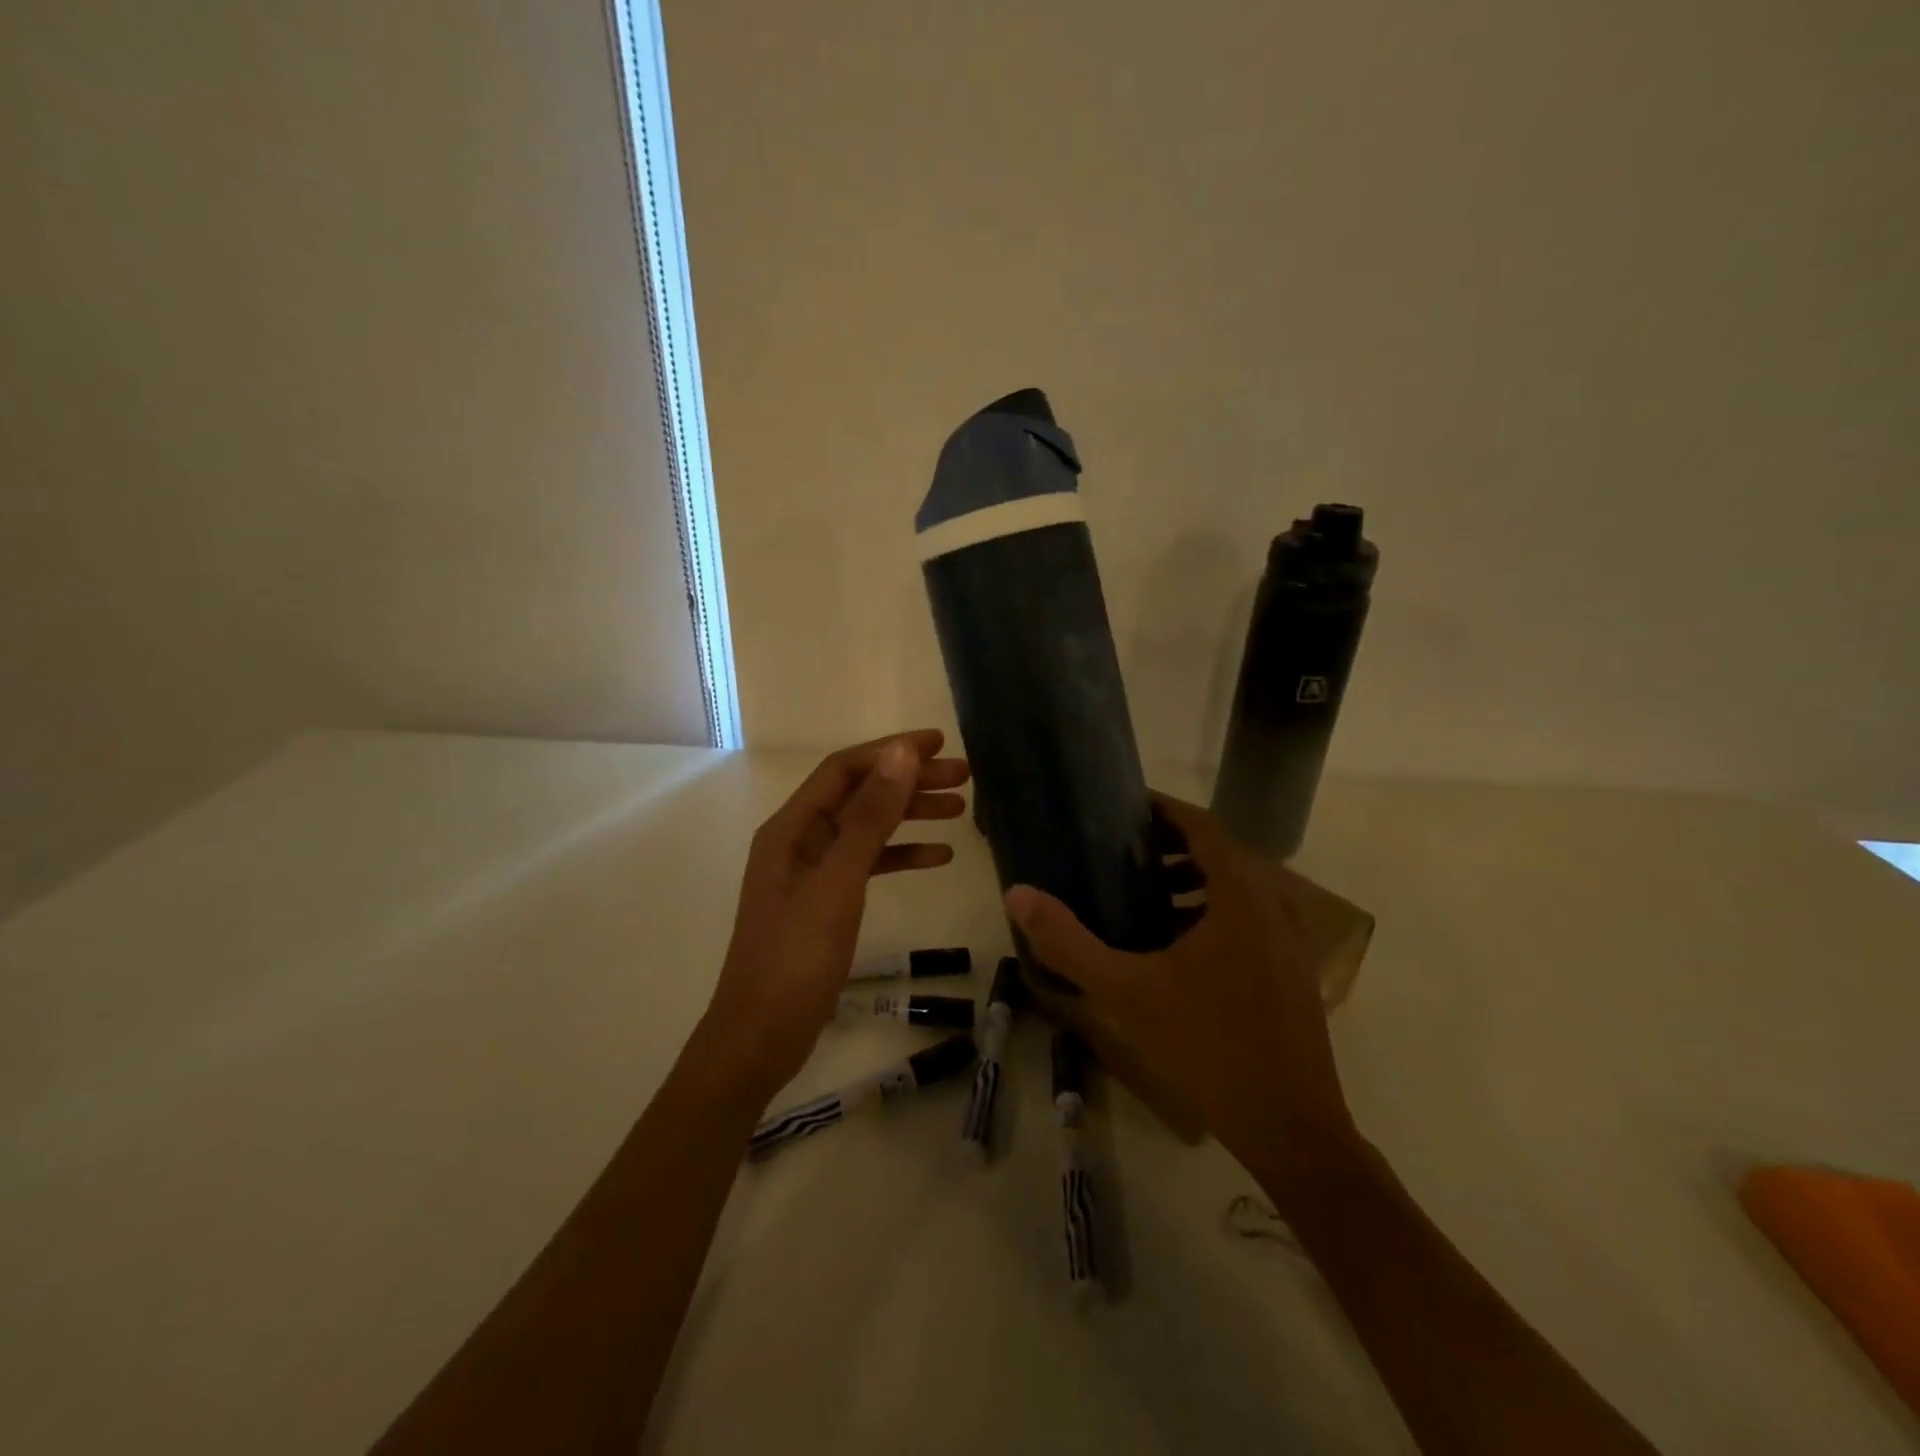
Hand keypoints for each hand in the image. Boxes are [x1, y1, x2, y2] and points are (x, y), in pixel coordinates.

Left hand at [701, 731, 969, 1100]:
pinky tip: (938, 857)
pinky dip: (901, 855)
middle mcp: (800, 840)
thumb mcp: (838, 882)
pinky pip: (868, 864)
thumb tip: (901, 754)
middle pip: (861, 795)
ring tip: (961, 810)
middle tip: (964, 775)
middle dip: (909, 781)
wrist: (761, 1036)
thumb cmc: (796, 957)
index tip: (939, 745)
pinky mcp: (826, 901)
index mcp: (792, 827)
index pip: (845, 770)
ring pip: (869, 829)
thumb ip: (871, 817)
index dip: (891, 751)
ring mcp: (813, 872)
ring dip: (911, 815)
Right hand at [1004, 793, 1356, 1195]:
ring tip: (1142, 893)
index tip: (1122, 806)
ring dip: (1192, 878)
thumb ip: (1069, 942)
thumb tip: (1017, 895)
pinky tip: (1176, 944)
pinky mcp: (1294, 968)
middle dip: (1170, 844)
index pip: (1202, 824)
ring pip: (1237, 885)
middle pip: (1220, 850)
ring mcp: (1291, 938)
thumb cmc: (1208, 1046)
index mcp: (1242, 893)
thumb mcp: (1127, 992)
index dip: (1162, 809)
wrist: (1291, 1128)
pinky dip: (1213, 909)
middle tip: (1120, 850)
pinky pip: (1250, 916)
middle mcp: (1275, 902)